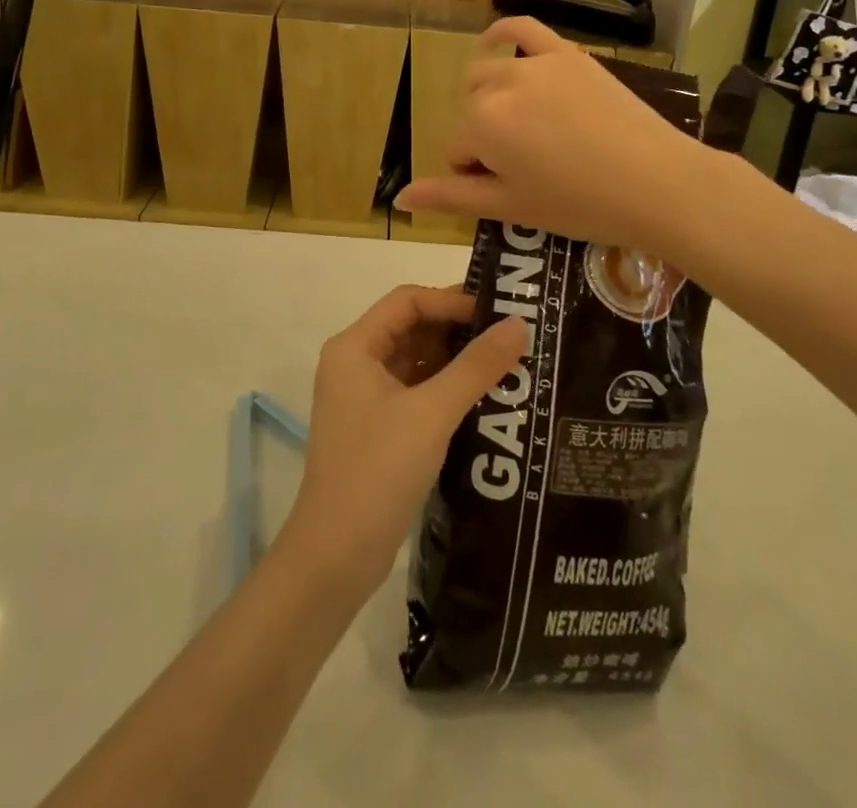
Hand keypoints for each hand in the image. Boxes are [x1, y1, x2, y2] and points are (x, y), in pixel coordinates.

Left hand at [281, 286, 527, 594]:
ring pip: (416, 361)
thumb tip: (520, 324)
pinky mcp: (378, 428)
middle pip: (412, 328)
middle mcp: (356, 364)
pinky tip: (485, 397)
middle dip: (458, 329)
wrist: (336, 556)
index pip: (407, 301)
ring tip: (507, 363)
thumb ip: (476, 366)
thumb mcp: (432, 413)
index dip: (451, 300)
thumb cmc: (378, 470)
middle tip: (511, 335)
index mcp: (355, 347)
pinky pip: (417, 392)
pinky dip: (447, 389)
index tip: (497, 312)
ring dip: (456, 360)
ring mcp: (365, 398)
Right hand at [394, 17, 707, 257]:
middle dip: (486, 139)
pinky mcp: (567, 54)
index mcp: (481, 124)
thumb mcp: (510, 207)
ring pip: (488, 76)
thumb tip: (400, 198)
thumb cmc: (580, 205)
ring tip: (524, 127)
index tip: (515, 189)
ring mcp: (535, 64)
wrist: (657, 182)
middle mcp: (500, 84)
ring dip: (492, 100)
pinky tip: (492, 41)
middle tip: (527, 167)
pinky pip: (523, 28)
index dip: (479, 174)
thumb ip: (449, 197)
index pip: (457, 150)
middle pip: (471, 113)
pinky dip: (502, 33)